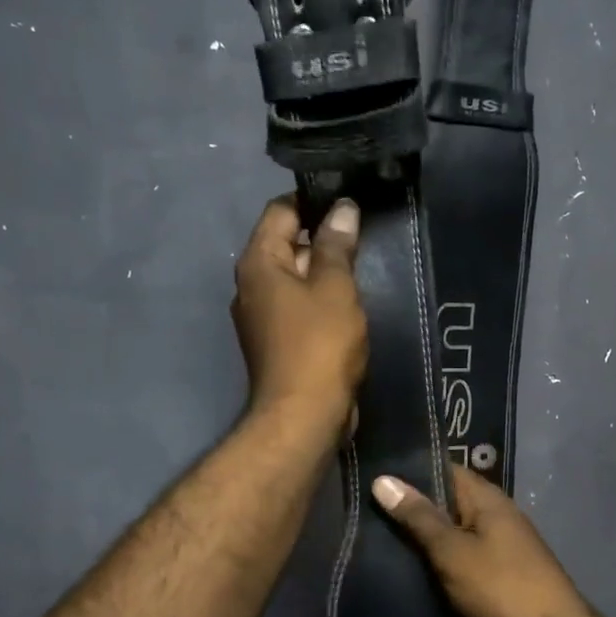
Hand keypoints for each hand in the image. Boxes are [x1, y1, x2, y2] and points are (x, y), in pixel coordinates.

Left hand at [232, 195, 366, 435]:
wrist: (304, 415)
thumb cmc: (320, 344)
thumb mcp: (335, 287)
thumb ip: (337, 245)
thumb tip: (342, 207)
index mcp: (258, 263)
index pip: (280, 211)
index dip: (313, 201)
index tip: (349, 201)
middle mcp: (251, 285)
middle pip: (286, 244)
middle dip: (323, 237)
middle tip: (363, 234)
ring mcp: (262, 316)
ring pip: (295, 278)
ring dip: (324, 272)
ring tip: (363, 266)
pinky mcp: (277, 342)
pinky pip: (299, 307)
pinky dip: (321, 300)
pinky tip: (350, 304)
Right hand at [370, 467, 600, 616]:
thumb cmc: (500, 586)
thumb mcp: (452, 550)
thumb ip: (418, 517)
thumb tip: (382, 479)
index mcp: (488, 499)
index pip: (446, 470)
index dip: (411, 471)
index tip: (374, 475)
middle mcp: (497, 516)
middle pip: (449, 503)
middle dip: (413, 508)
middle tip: (367, 510)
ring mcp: (502, 547)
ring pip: (455, 534)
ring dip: (426, 540)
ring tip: (378, 540)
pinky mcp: (501, 576)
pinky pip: (464, 560)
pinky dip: (442, 564)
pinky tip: (413, 573)